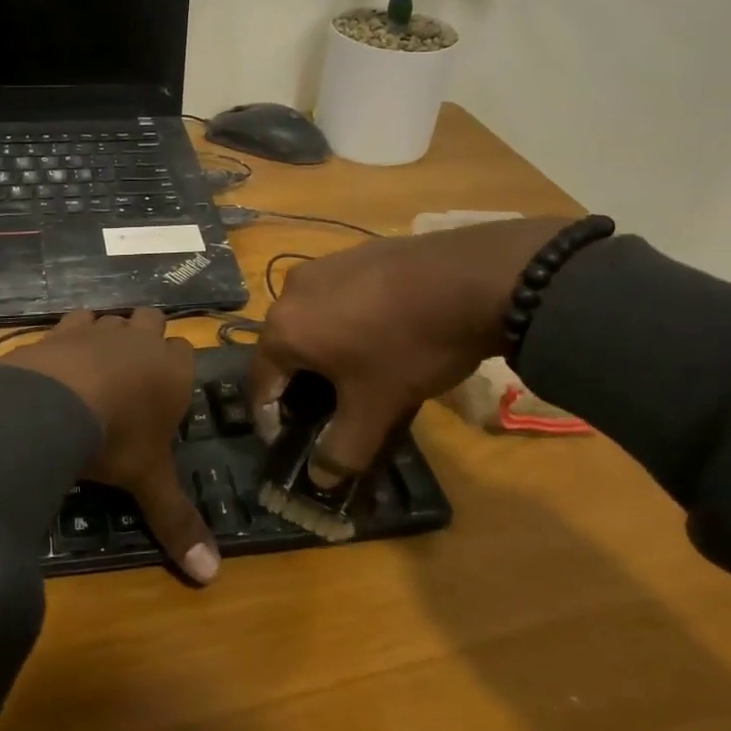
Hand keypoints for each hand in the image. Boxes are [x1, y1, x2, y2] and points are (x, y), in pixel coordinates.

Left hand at [0, 309, 218, 584]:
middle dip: (148, 337)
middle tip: (134, 373)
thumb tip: (211, 576)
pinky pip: (74, 319)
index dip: (177, 368)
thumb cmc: (116, 439)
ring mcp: (100, 329)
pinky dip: (72, 334)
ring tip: (97, 366)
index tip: (165, 391)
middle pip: (154, 321)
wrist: (54, 402)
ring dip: (110, 334)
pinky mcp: (61, 328)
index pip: (187, 353)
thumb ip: (177, 522)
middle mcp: (141, 341)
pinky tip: (62, 357)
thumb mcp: (148, 481)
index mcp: (173, 371)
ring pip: (114, 317)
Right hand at [249, 217, 574, 476]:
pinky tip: (380, 334)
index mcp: (283, 329)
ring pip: (310, 320)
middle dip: (299, 383)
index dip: (269, 419)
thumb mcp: (376, 408)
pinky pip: (336, 296)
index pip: (259, 383)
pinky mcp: (354, 253)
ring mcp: (323, 266)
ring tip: (357, 371)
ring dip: (323, 350)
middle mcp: (291, 291)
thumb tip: (321, 477)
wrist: (471, 278)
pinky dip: (345, 321)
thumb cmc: (408, 347)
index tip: (287, 441)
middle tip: (327, 409)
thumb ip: (343, 449)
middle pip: (283, 349)